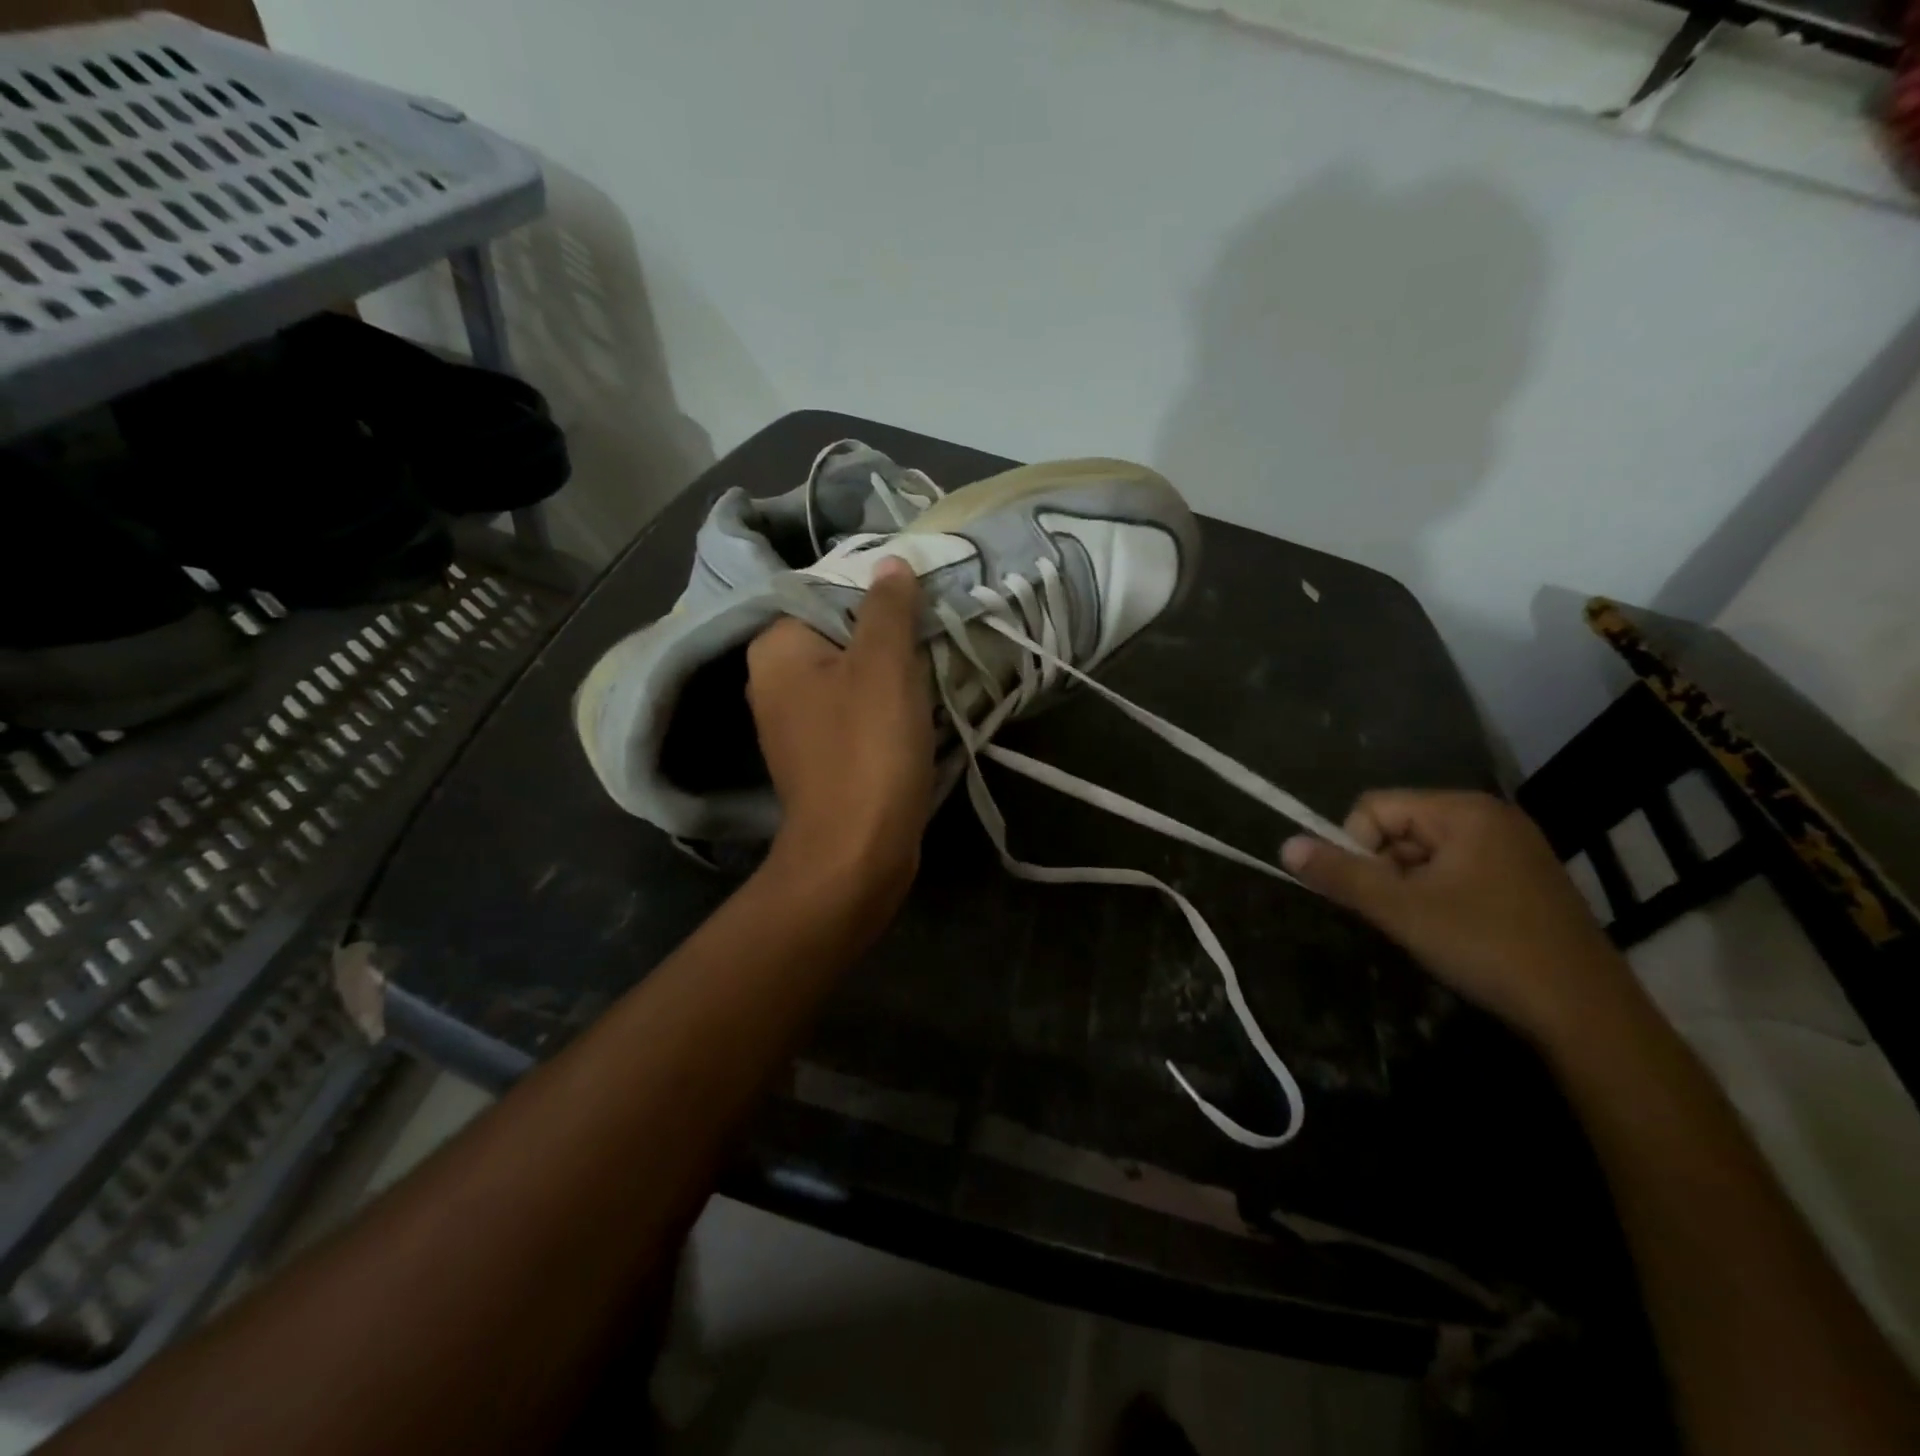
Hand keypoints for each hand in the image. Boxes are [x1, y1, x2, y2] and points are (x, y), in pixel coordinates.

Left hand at [746, 558, 934, 907]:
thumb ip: (887, 607)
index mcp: (775, 649)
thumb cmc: (867, 747)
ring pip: (850, 674)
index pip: (825, 592)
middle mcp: (772, 681)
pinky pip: (853, 710)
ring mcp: (794, 723)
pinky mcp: (819, 755)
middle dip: (888, 634)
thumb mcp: (884, 664)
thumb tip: (890, 562)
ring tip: (934, 666)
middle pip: (839, 634)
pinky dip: (884, 705)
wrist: (857, 851)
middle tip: (932, 634)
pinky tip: (918, 708)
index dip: (876, 592)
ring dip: (892, 671)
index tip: (920, 601)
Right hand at [1281, 790, 1634, 1043]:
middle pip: (1400, 828)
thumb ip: (1339, 873)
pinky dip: (1440, 897)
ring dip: (1410, 888)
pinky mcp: (1526, 881)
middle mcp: (1491, 818)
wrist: (1586, 1014)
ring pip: (1426, 854)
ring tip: (1428, 929)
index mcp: (1464, 811)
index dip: (1355, 847)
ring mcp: (1514, 849)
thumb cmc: (1486, 947)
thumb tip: (1284, 846)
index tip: (1371, 895)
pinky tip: (1455, 933)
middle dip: (1386, 870)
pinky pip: (1458, 872)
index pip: (1374, 807)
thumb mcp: (1400, 910)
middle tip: (1401, 916)